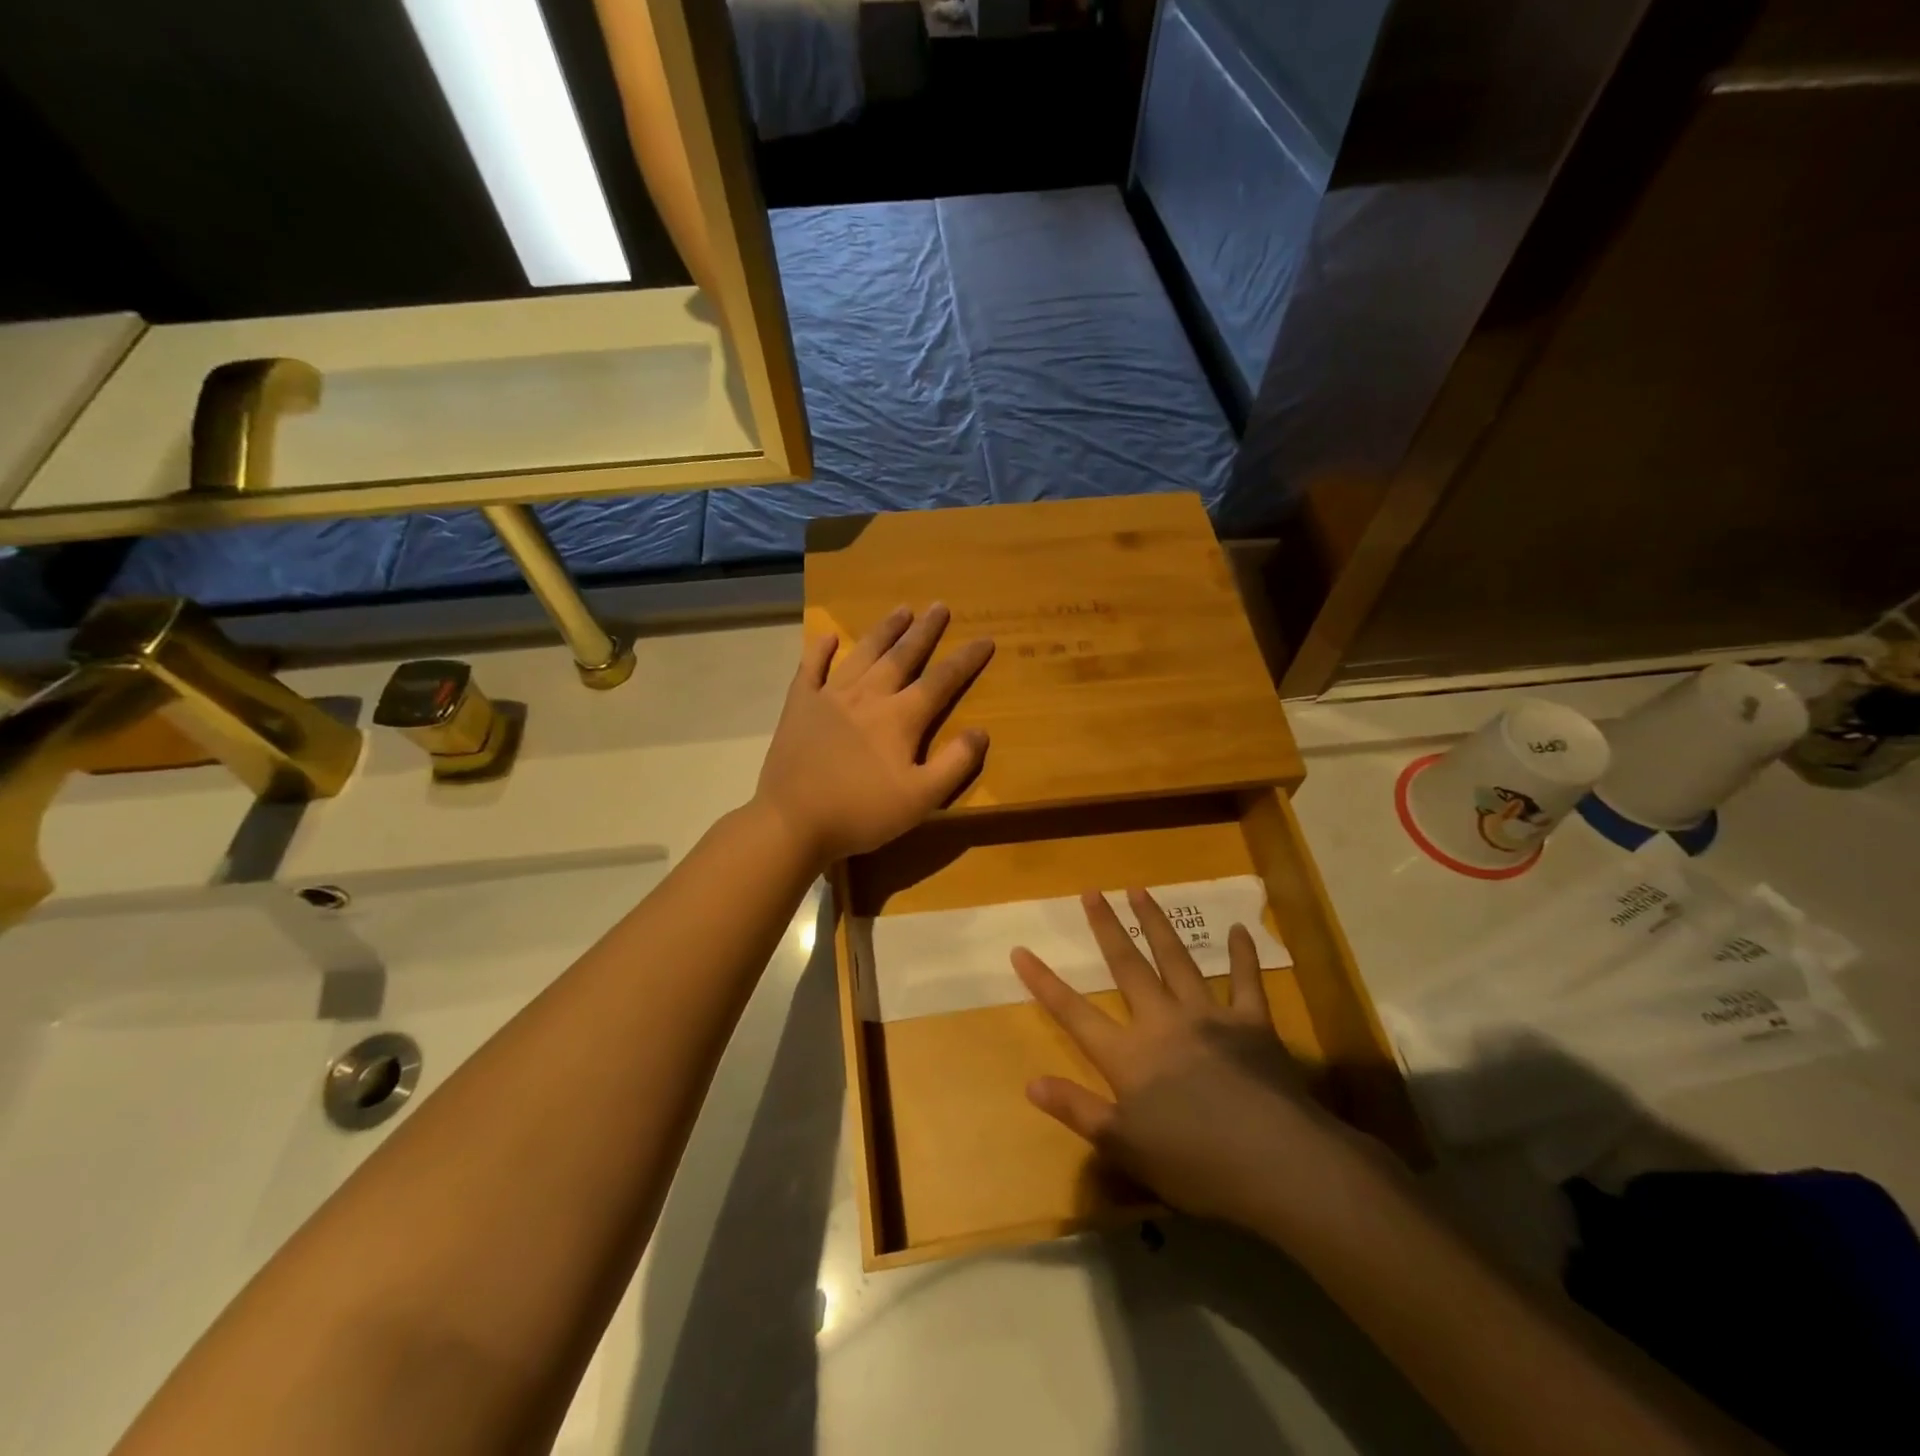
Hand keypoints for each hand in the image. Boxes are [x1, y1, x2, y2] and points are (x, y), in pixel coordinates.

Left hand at [755, 604, 993, 865]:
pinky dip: (821, 650)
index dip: (965, 660)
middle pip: (902, 656)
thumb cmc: (861, 813)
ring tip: (901, 610)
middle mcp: (867, 696)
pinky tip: (829, 637)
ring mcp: (829, 697)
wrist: (792, 822)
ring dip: (884, 631)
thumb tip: (981, 732)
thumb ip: (954, 764)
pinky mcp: (799, 706)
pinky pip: (810, 669)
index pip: (941, 680)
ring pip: (863, 654)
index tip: (985, 638)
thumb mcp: (921, 799)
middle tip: (940, 606)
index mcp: (900, 718)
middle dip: (925, 631)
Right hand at [1014, 888, 1367, 1230]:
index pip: (1074, 1013)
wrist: (1276, 1163)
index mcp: (1129, 1055)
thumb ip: (1078, 1110)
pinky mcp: (1252, 1023)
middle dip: (1106, 928)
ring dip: (1157, 924)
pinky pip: (1245, 981)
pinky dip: (1241, 955)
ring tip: (1141, 891)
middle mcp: (1163, 1022)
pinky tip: (1239, 929)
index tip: (1021, 950)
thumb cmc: (1194, 1163)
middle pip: (1127, 966)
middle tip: (1093, 892)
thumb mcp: (1125, 1147)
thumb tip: (1031, 1083)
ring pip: (1177, 959)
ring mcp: (1209, 1016)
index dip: (1044, 982)